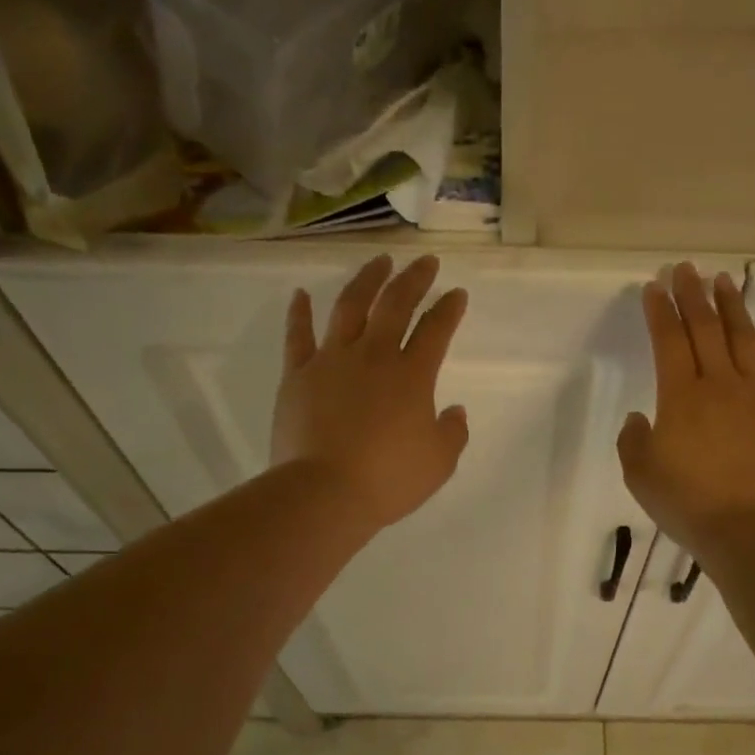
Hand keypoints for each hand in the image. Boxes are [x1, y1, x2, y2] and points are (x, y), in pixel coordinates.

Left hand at [271, 254, 469, 532]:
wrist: (324, 493)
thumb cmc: (388, 479)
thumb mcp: (439, 463)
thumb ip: (453, 432)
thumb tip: (453, 410)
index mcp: (412, 375)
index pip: (436, 330)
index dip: (449, 309)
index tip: (457, 294)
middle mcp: (373, 356)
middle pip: (396, 304)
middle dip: (414, 279)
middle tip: (425, 262)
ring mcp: (332, 361)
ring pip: (350, 306)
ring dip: (366, 280)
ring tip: (379, 261)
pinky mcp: (297, 375)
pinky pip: (297, 336)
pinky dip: (299, 312)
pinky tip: (300, 293)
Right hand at [618, 263, 754, 553]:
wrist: (747, 526)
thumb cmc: (686, 501)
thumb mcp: (639, 474)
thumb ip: (633, 439)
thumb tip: (641, 416)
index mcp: (680, 395)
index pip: (668, 339)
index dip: (659, 310)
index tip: (654, 287)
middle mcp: (719, 383)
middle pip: (705, 328)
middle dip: (692, 294)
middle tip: (685, 269)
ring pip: (743, 337)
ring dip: (731, 306)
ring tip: (723, 282)